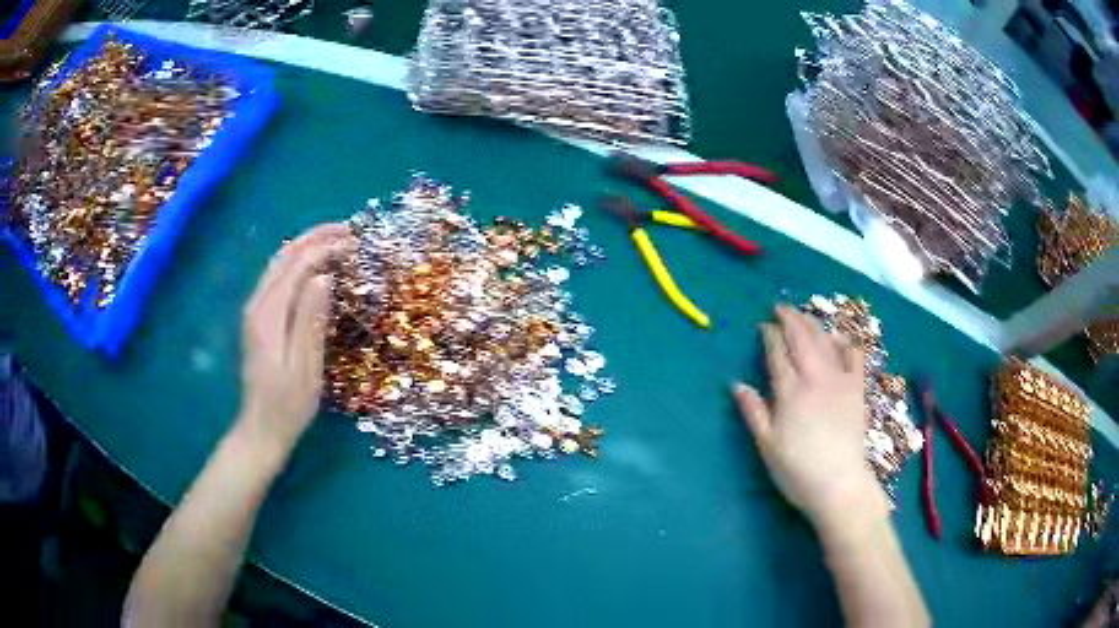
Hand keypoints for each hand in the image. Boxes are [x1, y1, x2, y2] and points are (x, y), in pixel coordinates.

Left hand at [236, 223, 353, 460]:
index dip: (327, 249)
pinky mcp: (258, 318)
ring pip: (279, 263)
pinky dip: (298, 263)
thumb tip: (324, 277)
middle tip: (350, 232)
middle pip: (285, 255)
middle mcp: (257, 304)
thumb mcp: (305, 368)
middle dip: (316, 238)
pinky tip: (316, 267)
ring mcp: (255, 310)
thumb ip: (310, 321)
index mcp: (269, 315)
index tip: (357, 244)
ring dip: (307, 246)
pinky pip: (278, 278)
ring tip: (337, 242)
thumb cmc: (287, 406)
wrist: (260, 429)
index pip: (298, 265)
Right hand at [732, 305, 888, 532]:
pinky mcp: (857, 388)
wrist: (840, 484)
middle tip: (780, 308)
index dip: (770, 336)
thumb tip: (737, 384)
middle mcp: (815, 377)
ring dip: (813, 323)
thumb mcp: (767, 445)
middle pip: (802, 339)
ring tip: (803, 314)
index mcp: (790, 391)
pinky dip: (845, 341)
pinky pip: (854, 356)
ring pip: (825, 341)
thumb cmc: (797, 469)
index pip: (778, 353)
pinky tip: (839, 336)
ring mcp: (840, 380)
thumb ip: (753, 411)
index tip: (764, 325)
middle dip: (790, 319)